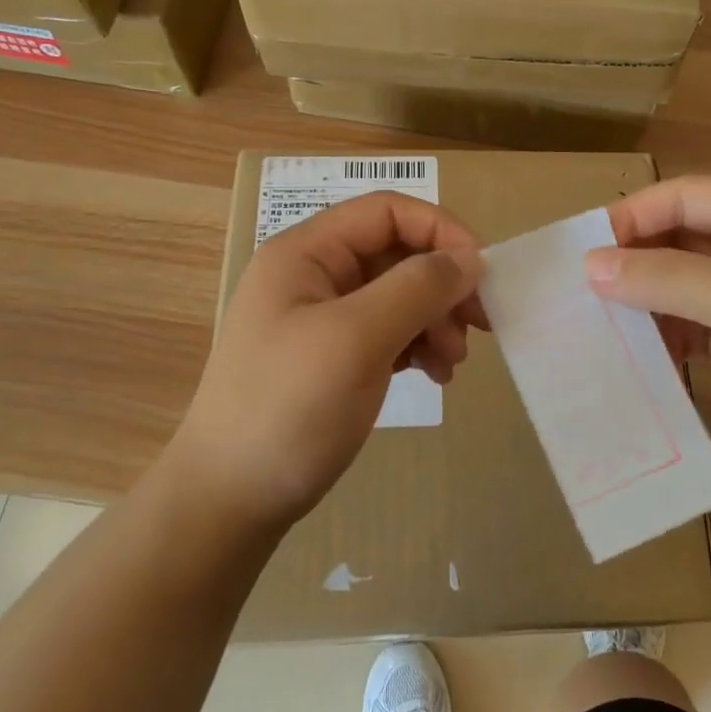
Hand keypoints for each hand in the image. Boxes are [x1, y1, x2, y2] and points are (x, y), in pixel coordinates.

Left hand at [176, 192, 485, 532]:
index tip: (480, 273)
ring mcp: (322, 317)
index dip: (439, 230)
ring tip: (453, 362)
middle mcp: (315, 275)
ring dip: (435, 319)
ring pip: (399, 294)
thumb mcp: (356, 339)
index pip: (386, 211)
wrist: (230, 501)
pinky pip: (390, 331)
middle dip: (442, 284)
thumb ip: (416, 288)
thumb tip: (469, 258)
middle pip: (397, 253)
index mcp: (307, 252)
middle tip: (479, 325)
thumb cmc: (288, 408)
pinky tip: (435, 375)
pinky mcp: (333, 356)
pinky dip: (419, 345)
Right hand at [584, 176, 710, 473]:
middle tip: (584, 290)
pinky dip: (668, 330)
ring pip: (685, 278)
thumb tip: (592, 265)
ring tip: (603, 322)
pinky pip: (696, 317)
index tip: (584, 253)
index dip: (633, 218)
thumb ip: (669, 279)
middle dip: (637, 261)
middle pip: (683, 234)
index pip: (687, 195)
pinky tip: (641, 352)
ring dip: (648, 298)